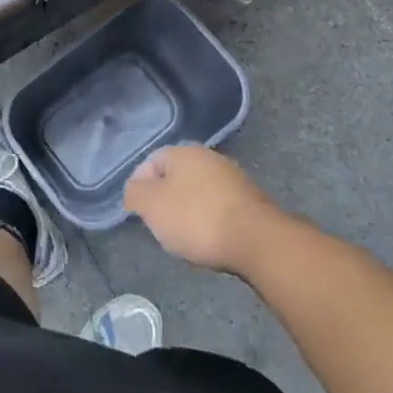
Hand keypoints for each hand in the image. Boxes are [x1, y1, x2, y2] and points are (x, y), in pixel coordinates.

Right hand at [124, 144, 281, 275]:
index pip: (150, 163)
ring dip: (189, 211)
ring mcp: (233, 177)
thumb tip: (134, 190)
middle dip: (166, 200)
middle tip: (162, 225)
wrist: (258, 241)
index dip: (140, 188)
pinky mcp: (251, 201)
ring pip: (199, 192)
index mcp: (182, 151)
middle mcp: (208, 156)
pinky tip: (211, 239)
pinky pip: (220, 207)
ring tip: (186, 237)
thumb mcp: (151, 206)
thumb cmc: (197, 219)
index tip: (140, 214)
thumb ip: (134, 193)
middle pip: (176, 177)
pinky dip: (211, 221)